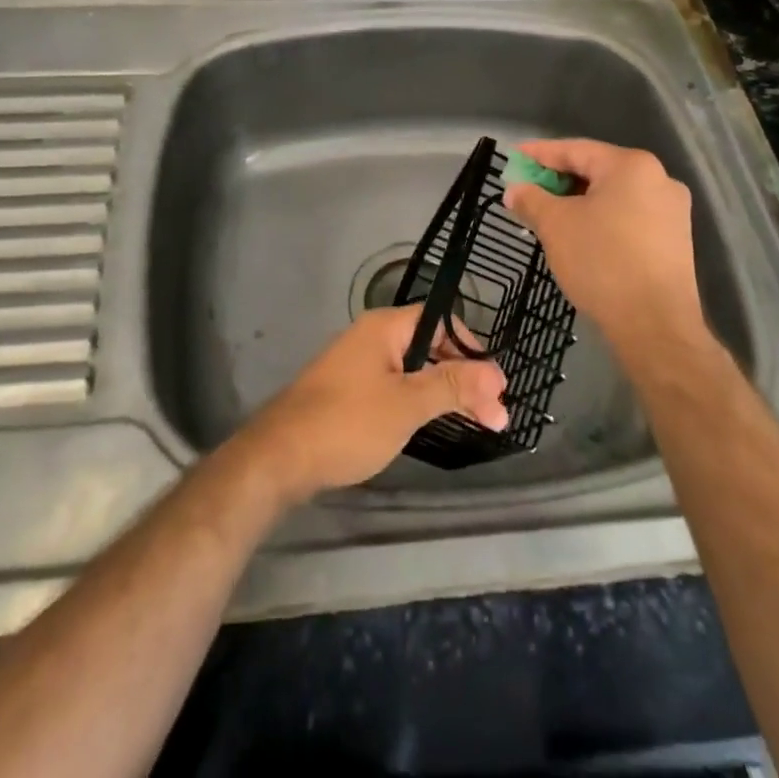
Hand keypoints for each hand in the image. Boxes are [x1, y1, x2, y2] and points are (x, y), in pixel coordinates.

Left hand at [234, 306, 507, 504]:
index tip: (495, 387)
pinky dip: (418, 400)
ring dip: (443, 391)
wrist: (280, 455)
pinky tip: (432, 422)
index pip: (441, 322)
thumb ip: (452, 385)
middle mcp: (372, 336)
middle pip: (429, 346)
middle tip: (494, 416)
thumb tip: (497, 373)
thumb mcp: (407, 404)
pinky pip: (395, 385)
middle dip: (462, 377)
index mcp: (385, 327)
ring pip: (413, 369)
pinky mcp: (348, 390)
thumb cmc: (349, 422)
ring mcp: (358, 363)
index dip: (471, 350)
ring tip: (474, 422)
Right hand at [501, 139, 709, 355]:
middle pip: (597, 170)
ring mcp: (672, 211)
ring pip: (614, 195)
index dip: (539, 154)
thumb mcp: (555, 225)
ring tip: (548, 214)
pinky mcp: (675, 240)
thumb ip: (531, 199)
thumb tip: (514, 190)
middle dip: (558, 180)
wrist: (655, 326)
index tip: (513, 158)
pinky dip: (601, 219)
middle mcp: (659, 179)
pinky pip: (629, 216)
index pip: (575, 150)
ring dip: (579, 202)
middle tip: (527, 190)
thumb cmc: (602, 262)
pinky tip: (580, 235)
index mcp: (631, 166)